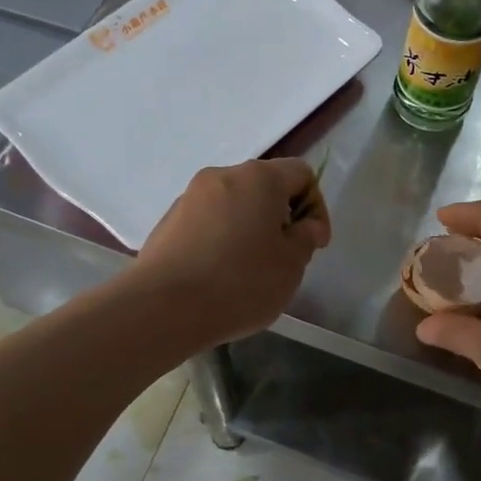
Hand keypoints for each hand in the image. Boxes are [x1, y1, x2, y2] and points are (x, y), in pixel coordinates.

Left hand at [134, 159, 329, 345]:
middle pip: (265, 186)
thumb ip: (306, 237)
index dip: (316, 207)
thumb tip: (303, 225)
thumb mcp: (292, 265)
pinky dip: (222, 239)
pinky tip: (219, 274)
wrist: (164, 307)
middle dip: (281, 217)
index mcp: (259, 178)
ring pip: (234, 204)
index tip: (313, 244)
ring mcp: (190, 197)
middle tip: (284, 257)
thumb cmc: (240, 282)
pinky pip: (208, 222)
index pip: (301, 173)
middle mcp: (222, 176)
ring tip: (250, 269)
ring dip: (250, 227)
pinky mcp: (169, 221)